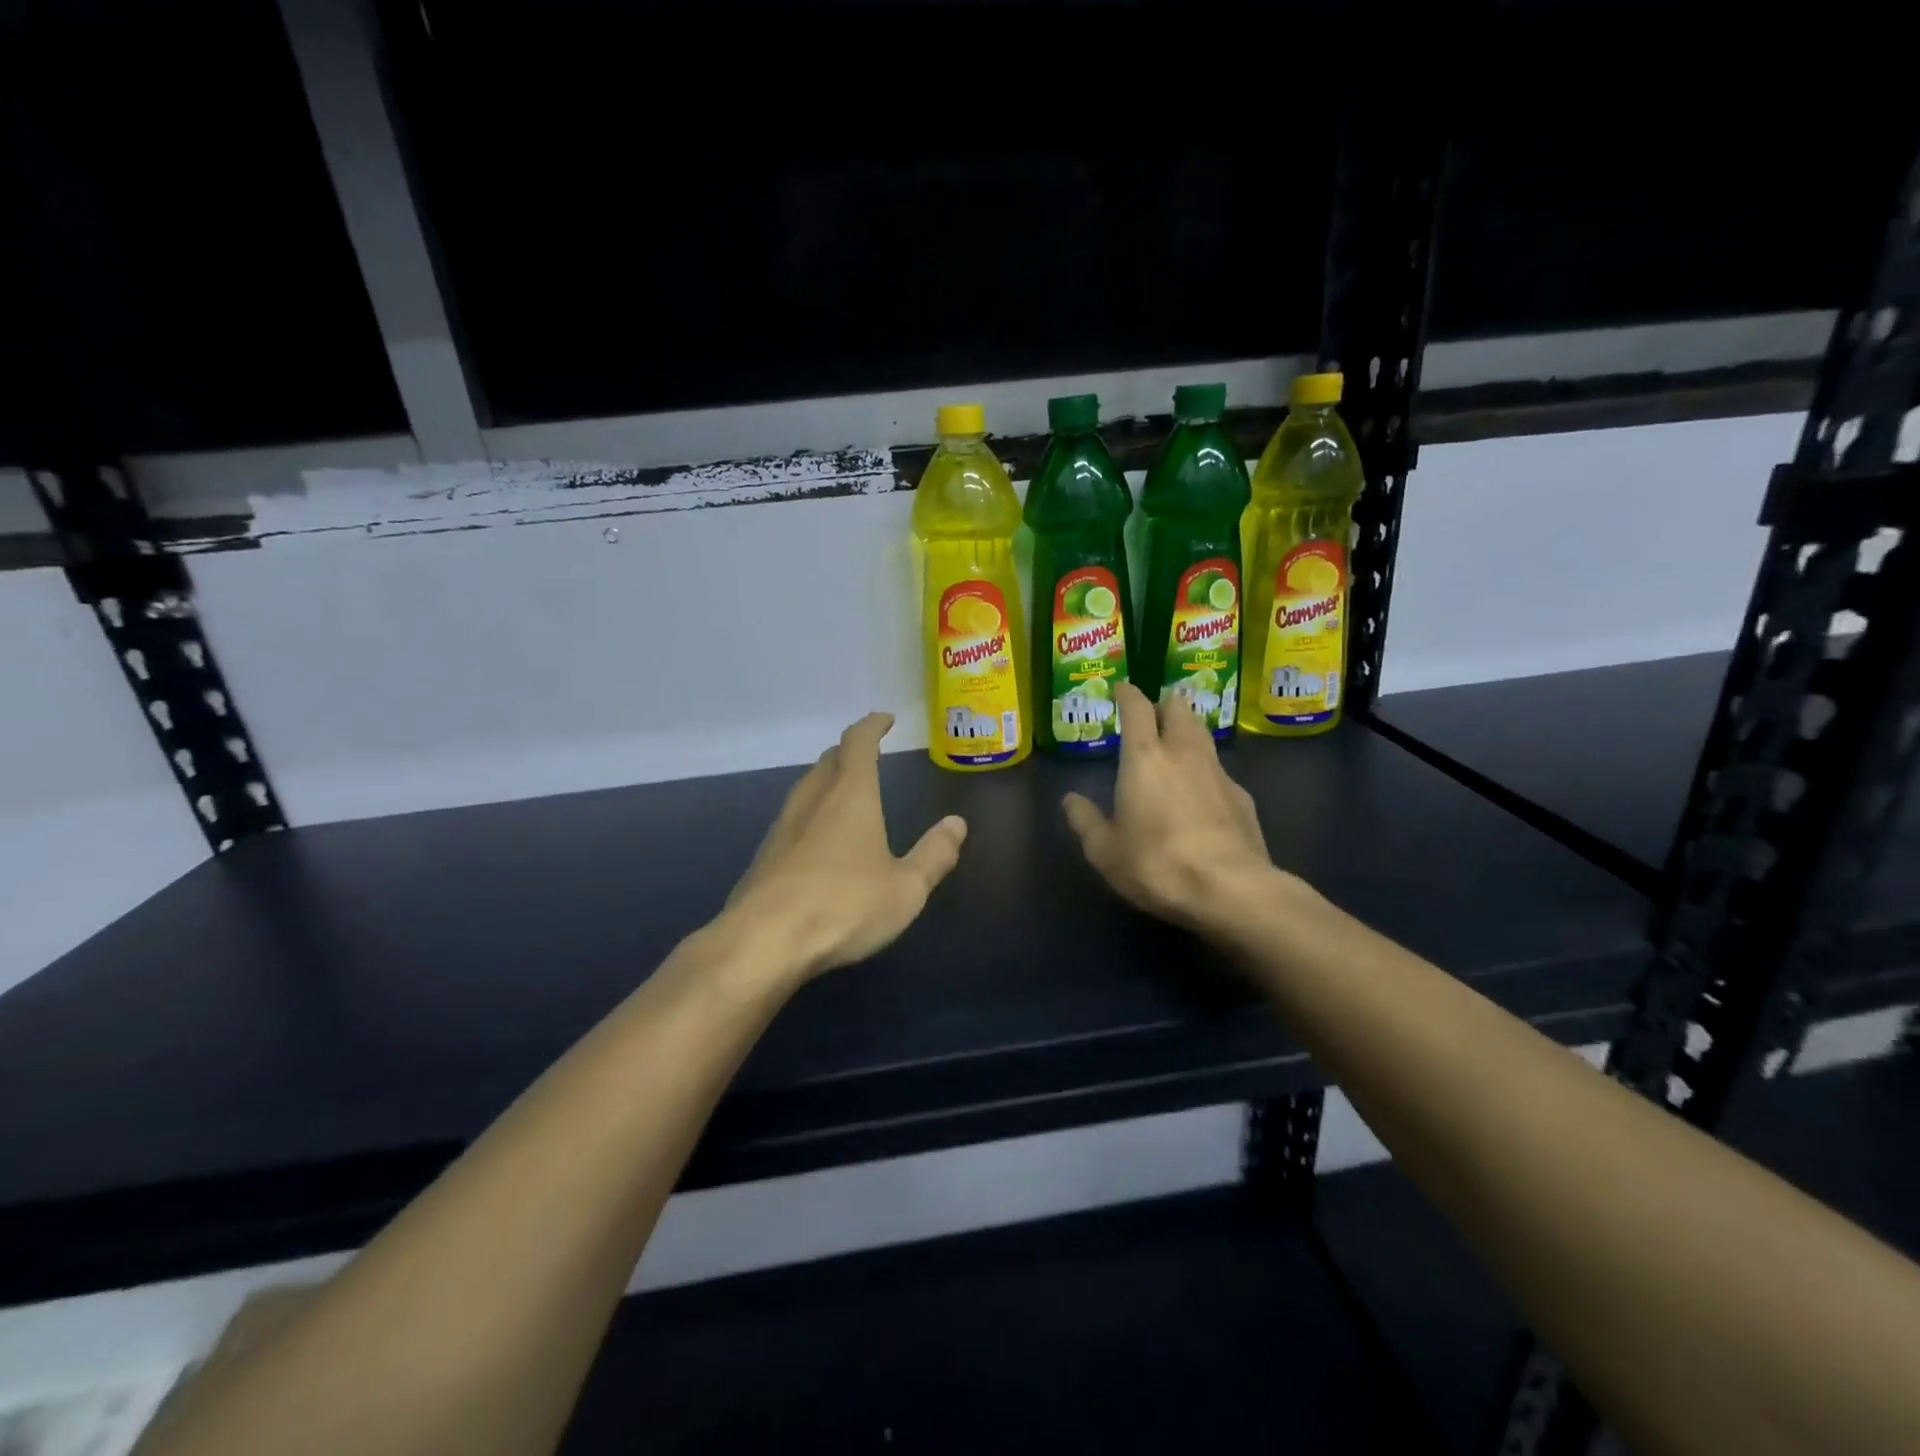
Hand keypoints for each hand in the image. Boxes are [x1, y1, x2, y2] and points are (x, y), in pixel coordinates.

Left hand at [721, 713, 967, 979]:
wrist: (764, 942)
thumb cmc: (844, 906)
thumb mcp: (906, 888)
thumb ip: (935, 854)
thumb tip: (957, 824)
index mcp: (850, 796)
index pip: (858, 743)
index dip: (872, 726)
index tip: (885, 719)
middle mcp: (813, 801)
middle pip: (828, 761)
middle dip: (849, 752)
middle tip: (868, 754)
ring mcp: (782, 828)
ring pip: (806, 788)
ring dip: (827, 781)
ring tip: (846, 792)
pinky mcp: (764, 857)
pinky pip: (793, 820)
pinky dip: (812, 814)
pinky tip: (819, 840)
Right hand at [1063, 683, 1284, 930]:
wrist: (1230, 889)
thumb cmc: (1156, 863)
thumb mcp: (1105, 851)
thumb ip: (1085, 821)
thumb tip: (1070, 800)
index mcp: (1144, 757)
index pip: (1137, 708)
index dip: (1128, 693)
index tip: (1121, 688)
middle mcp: (1184, 753)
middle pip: (1179, 708)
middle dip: (1164, 704)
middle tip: (1152, 716)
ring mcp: (1219, 772)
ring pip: (1203, 734)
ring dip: (1188, 731)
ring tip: (1176, 746)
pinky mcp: (1242, 797)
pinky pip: (1220, 770)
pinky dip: (1206, 771)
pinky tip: (1201, 794)